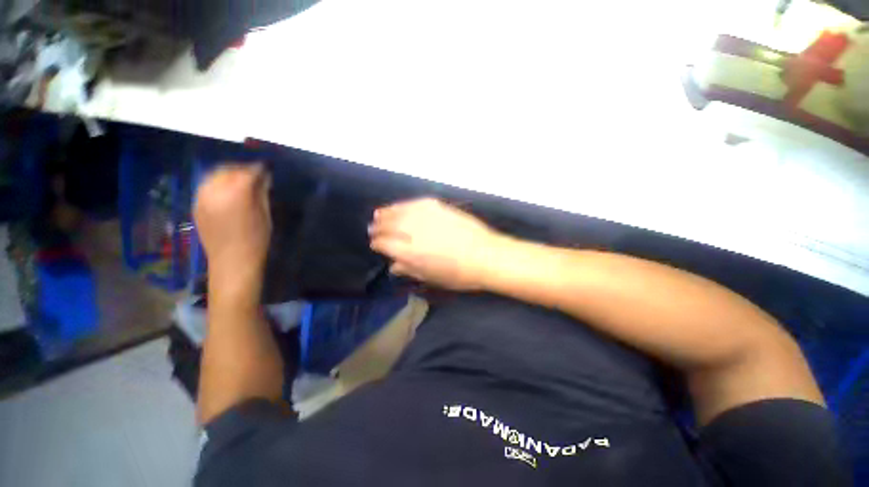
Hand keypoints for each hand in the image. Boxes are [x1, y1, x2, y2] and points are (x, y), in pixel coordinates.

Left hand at [194, 164, 271, 281]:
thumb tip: (262, 176)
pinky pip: (206, 186)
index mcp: (238, 189)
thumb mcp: (264, 215)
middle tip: (250, 178)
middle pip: (231, 168)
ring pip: (216, 174)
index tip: (266, 173)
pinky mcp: (196, 205)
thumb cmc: (254, 244)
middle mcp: (217, 188)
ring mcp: (203, 196)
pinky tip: (223, 195)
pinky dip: (215, 186)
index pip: (251, 169)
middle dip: (242, 171)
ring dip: (226, 176)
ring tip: (235, 185)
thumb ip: (262, 191)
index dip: (261, 170)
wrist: (231, 269)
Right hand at [368, 198, 503, 290]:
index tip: (375, 245)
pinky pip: (413, 203)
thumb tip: (394, 266)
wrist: (485, 256)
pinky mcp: (436, 205)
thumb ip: (409, 270)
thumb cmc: (458, 274)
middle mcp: (411, 231)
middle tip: (373, 228)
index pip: (384, 244)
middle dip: (378, 227)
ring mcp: (424, 216)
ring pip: (397, 211)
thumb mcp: (431, 278)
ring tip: (379, 215)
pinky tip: (399, 207)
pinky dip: (402, 205)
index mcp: (408, 252)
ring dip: (386, 213)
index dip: (377, 244)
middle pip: (387, 225)